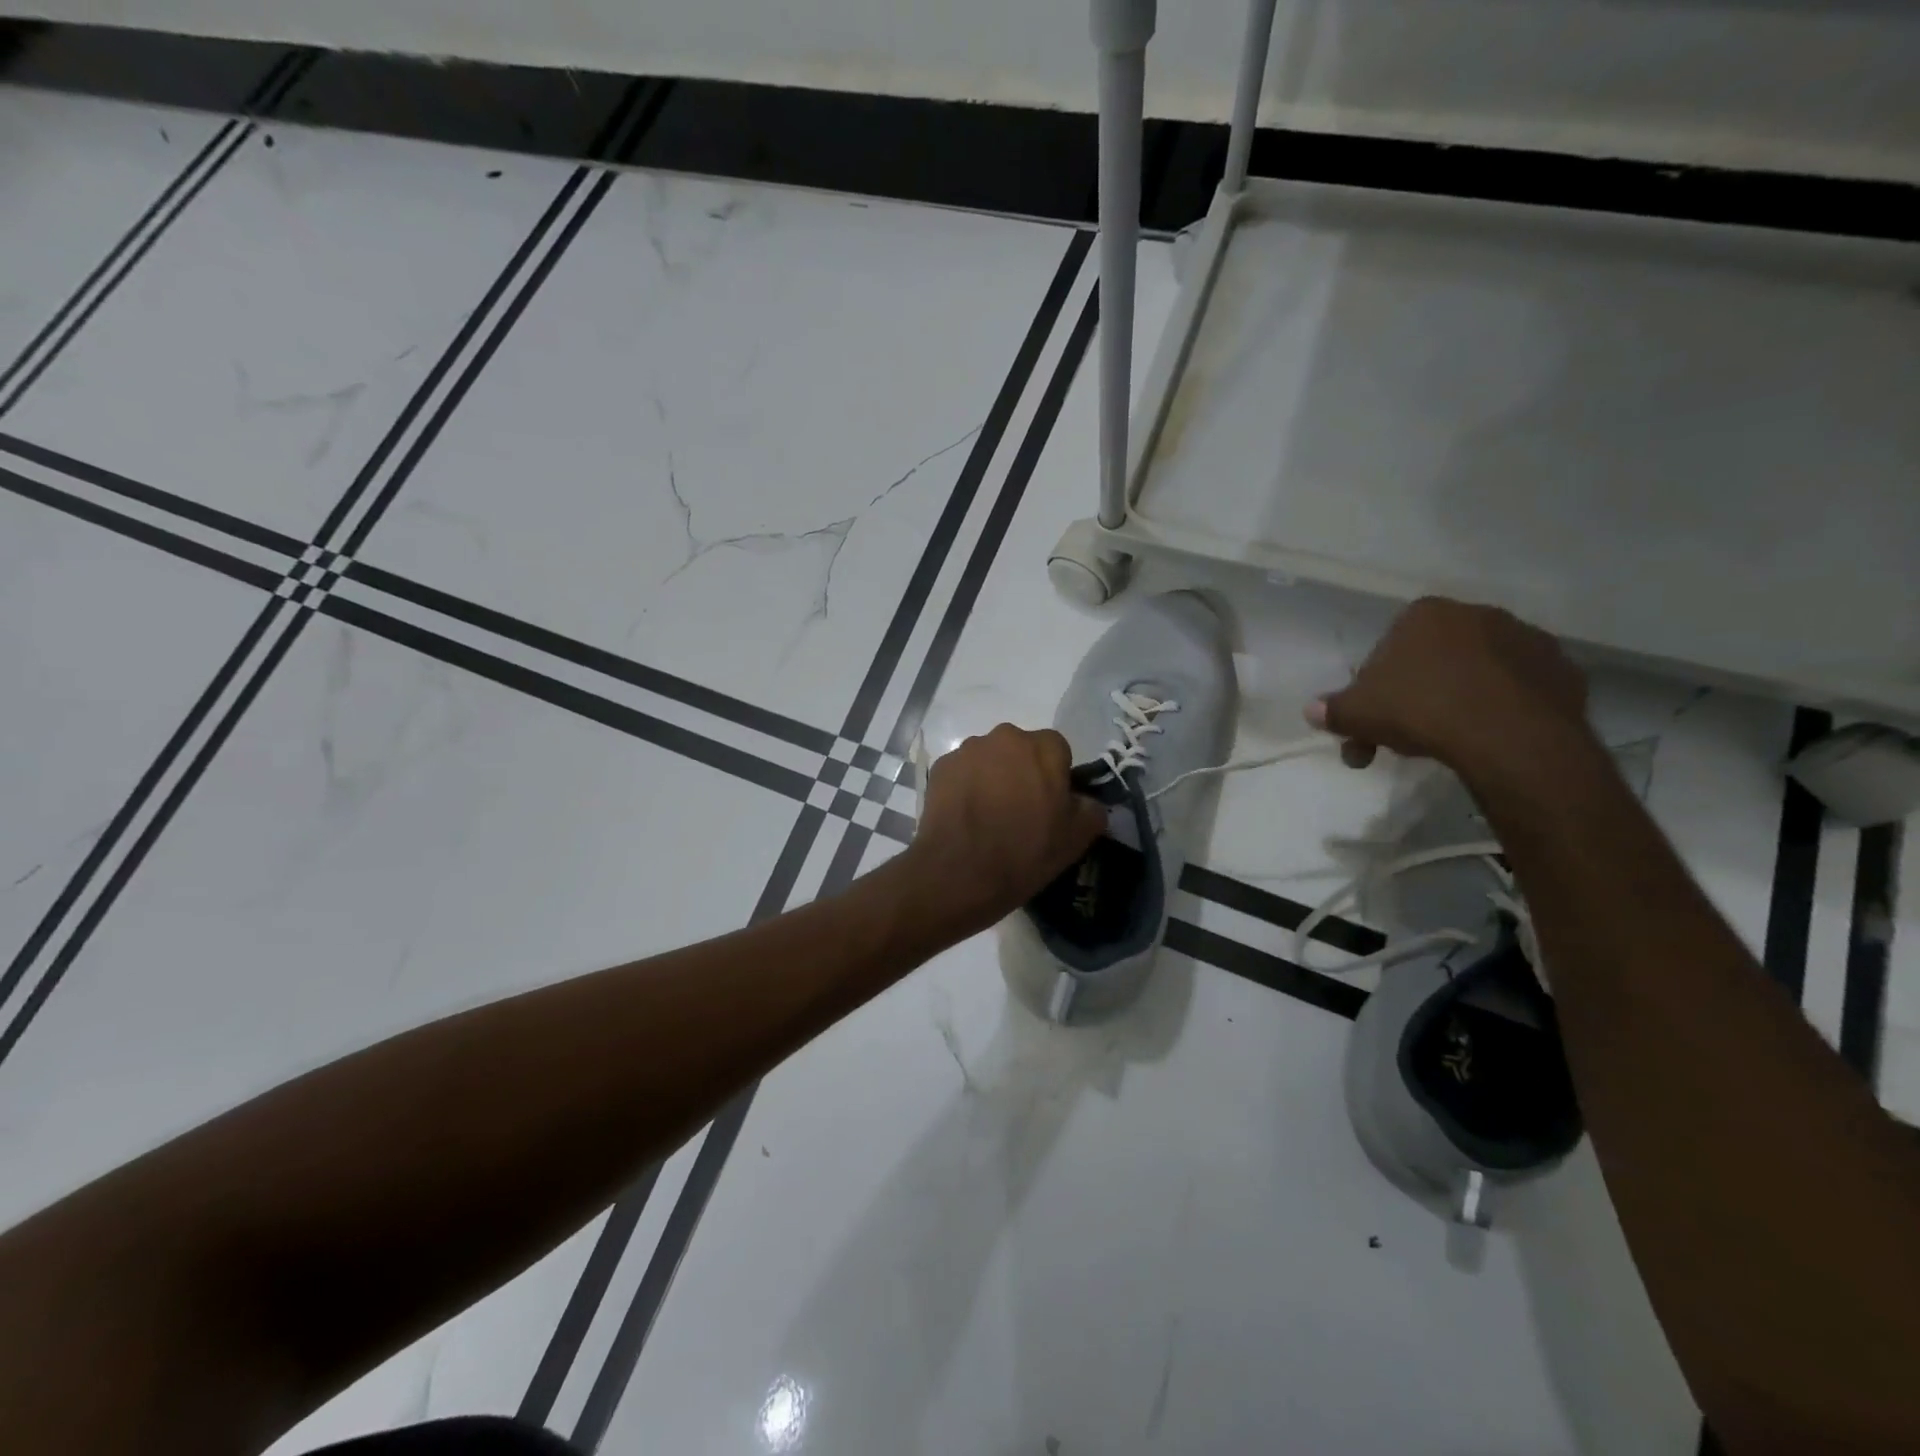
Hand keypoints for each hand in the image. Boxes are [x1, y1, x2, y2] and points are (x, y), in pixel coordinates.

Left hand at [906, 723, 1106, 933]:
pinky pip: (962, 772)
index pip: (1058, 751)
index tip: (1050, 805)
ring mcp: (968, 750)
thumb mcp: (1078, 838)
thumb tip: (1083, 800)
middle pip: (1021, 750)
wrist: (960, 873)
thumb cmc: (1026, 852)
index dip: (1056, 777)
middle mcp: (1005, 737)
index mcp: (1044, 747)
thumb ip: (1090, 808)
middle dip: (1022, 772)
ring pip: (989, 759)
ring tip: (988, 816)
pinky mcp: (940, 767)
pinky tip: (965, 817)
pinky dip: (965, 787)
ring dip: (992, 777)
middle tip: (1020, 810)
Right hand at [1307, 597, 1593, 779]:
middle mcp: (1477, 614)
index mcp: (1426, 613)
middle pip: (1431, 661)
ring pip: (1474, 674)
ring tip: (1447, 744)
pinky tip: (1486, 738)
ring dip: (1455, 702)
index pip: (1387, 649)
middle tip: (1400, 741)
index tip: (1371, 721)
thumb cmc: (1422, 710)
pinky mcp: (1561, 670)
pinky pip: (1516, 690)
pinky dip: (1498, 709)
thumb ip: (1333, 709)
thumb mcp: (1358, 713)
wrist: (1511, 737)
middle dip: (1412, 699)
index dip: (1374, 689)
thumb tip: (1312, 711)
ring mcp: (1526, 639)